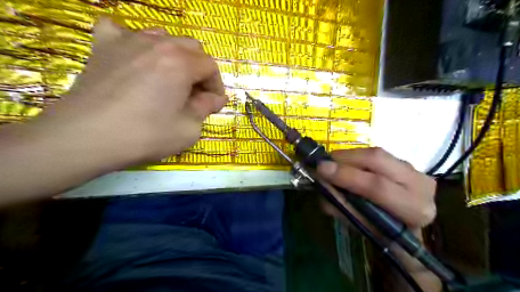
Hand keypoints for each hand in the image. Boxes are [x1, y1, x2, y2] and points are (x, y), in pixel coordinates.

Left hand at [0, 17, 227, 200]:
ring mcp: (128, 41)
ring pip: (163, 38)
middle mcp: (158, 44)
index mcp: (181, 63)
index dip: (216, 85)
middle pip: (191, 48)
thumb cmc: (146, 135)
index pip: (210, 66)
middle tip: (194, 94)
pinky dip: (134, 43)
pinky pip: (122, 32)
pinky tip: (134, 58)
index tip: (214, 103)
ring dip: (174, 57)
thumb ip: (206, 108)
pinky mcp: (103, 47)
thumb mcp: (189, 129)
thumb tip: (216, 98)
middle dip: (199, 70)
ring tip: (169, 78)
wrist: (86, 137)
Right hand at [315, 149, 439, 290]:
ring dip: (348, 156)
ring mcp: (414, 169)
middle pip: (377, 159)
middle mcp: (420, 184)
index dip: (346, 176)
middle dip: (345, 159)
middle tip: (323, 163)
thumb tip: (321, 185)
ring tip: (332, 164)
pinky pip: (375, 153)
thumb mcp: (362, 227)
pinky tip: (346, 164)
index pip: (377, 186)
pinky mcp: (405, 162)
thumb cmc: (385, 235)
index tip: (321, 169)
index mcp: (414, 209)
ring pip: (376, 153)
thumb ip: (342, 206)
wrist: (409, 229)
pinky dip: (355, 157)